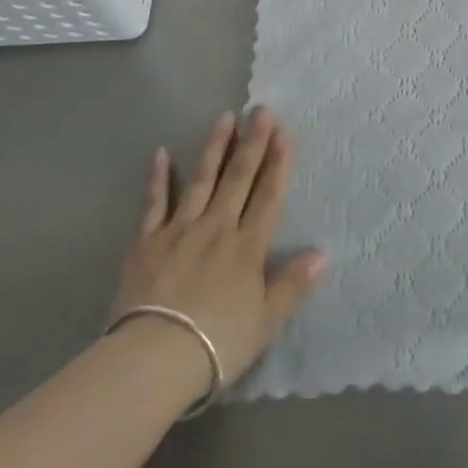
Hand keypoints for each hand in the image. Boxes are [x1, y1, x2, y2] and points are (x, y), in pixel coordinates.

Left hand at [110, 107, 324, 390]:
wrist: (153, 359)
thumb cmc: (217, 344)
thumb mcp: (266, 321)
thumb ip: (292, 284)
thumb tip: (322, 253)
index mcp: (247, 247)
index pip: (268, 196)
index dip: (278, 163)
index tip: (284, 132)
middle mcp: (217, 228)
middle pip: (238, 178)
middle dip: (252, 142)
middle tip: (259, 109)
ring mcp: (179, 230)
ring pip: (201, 180)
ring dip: (214, 147)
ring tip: (224, 117)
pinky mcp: (146, 242)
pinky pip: (154, 203)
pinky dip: (158, 178)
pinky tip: (161, 153)